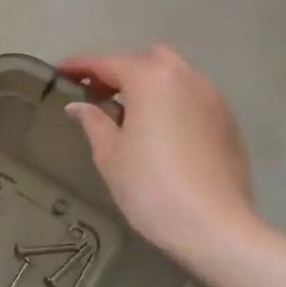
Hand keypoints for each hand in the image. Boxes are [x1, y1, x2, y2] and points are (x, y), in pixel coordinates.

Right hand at [58, 46, 256, 260]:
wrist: (212, 226)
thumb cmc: (150, 186)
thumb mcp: (109, 154)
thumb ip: (93, 121)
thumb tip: (78, 106)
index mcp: (152, 80)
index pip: (108, 62)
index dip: (80, 65)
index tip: (59, 71)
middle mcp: (186, 79)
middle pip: (147, 60)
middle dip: (120, 70)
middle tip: (96, 95)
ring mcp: (213, 100)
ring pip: (174, 77)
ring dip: (148, 86)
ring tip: (128, 115)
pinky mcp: (227, 123)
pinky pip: (191, 99)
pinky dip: (170, 104)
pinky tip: (158, 133)